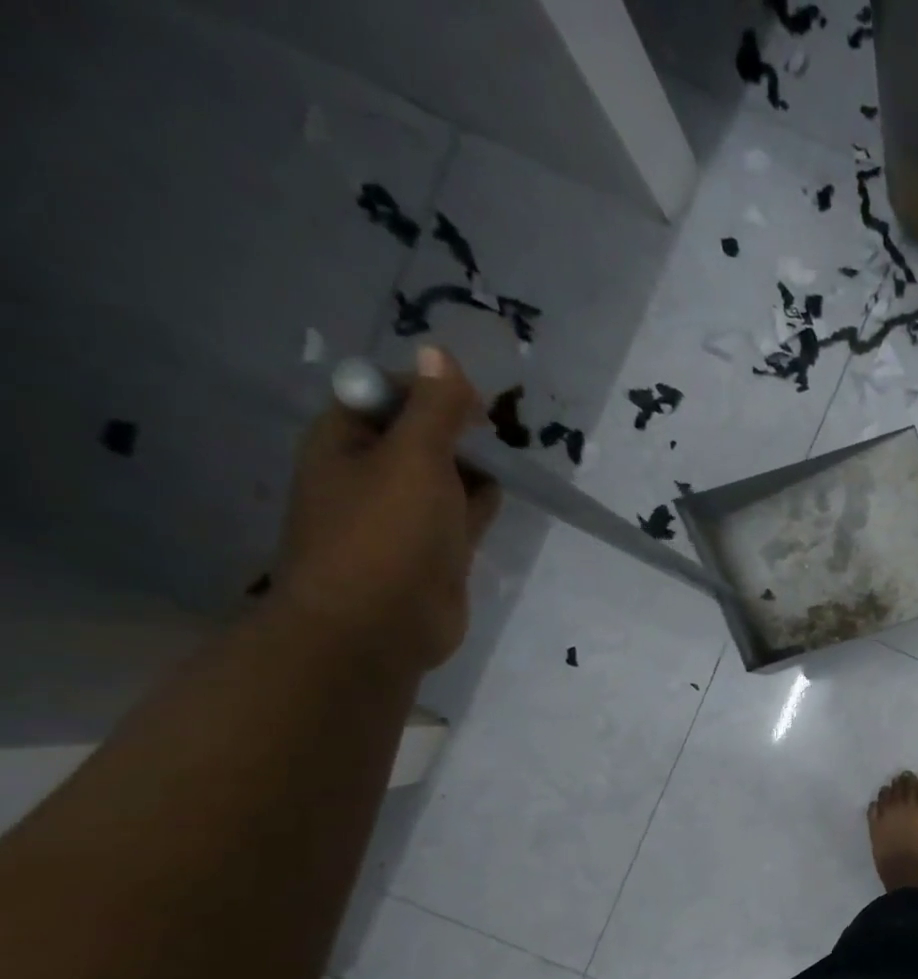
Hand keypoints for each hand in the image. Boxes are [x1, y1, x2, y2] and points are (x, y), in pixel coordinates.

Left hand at [275, 346, 501, 675]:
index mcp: (346, 441)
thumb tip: (440, 351)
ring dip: (475, 468)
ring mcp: (405, 515)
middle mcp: (371, 472)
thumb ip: (435, 409)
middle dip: (459, 430)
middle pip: (421, 434)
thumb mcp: (414, 459)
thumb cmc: (386, 534)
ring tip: (510, 462)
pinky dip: (482, 503)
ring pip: (447, 475)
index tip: (475, 403)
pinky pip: (462, 514)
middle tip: (496, 433)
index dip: (429, 389)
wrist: (378, 626)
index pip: (387, 393)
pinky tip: (503, 497)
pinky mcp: (436, 550)